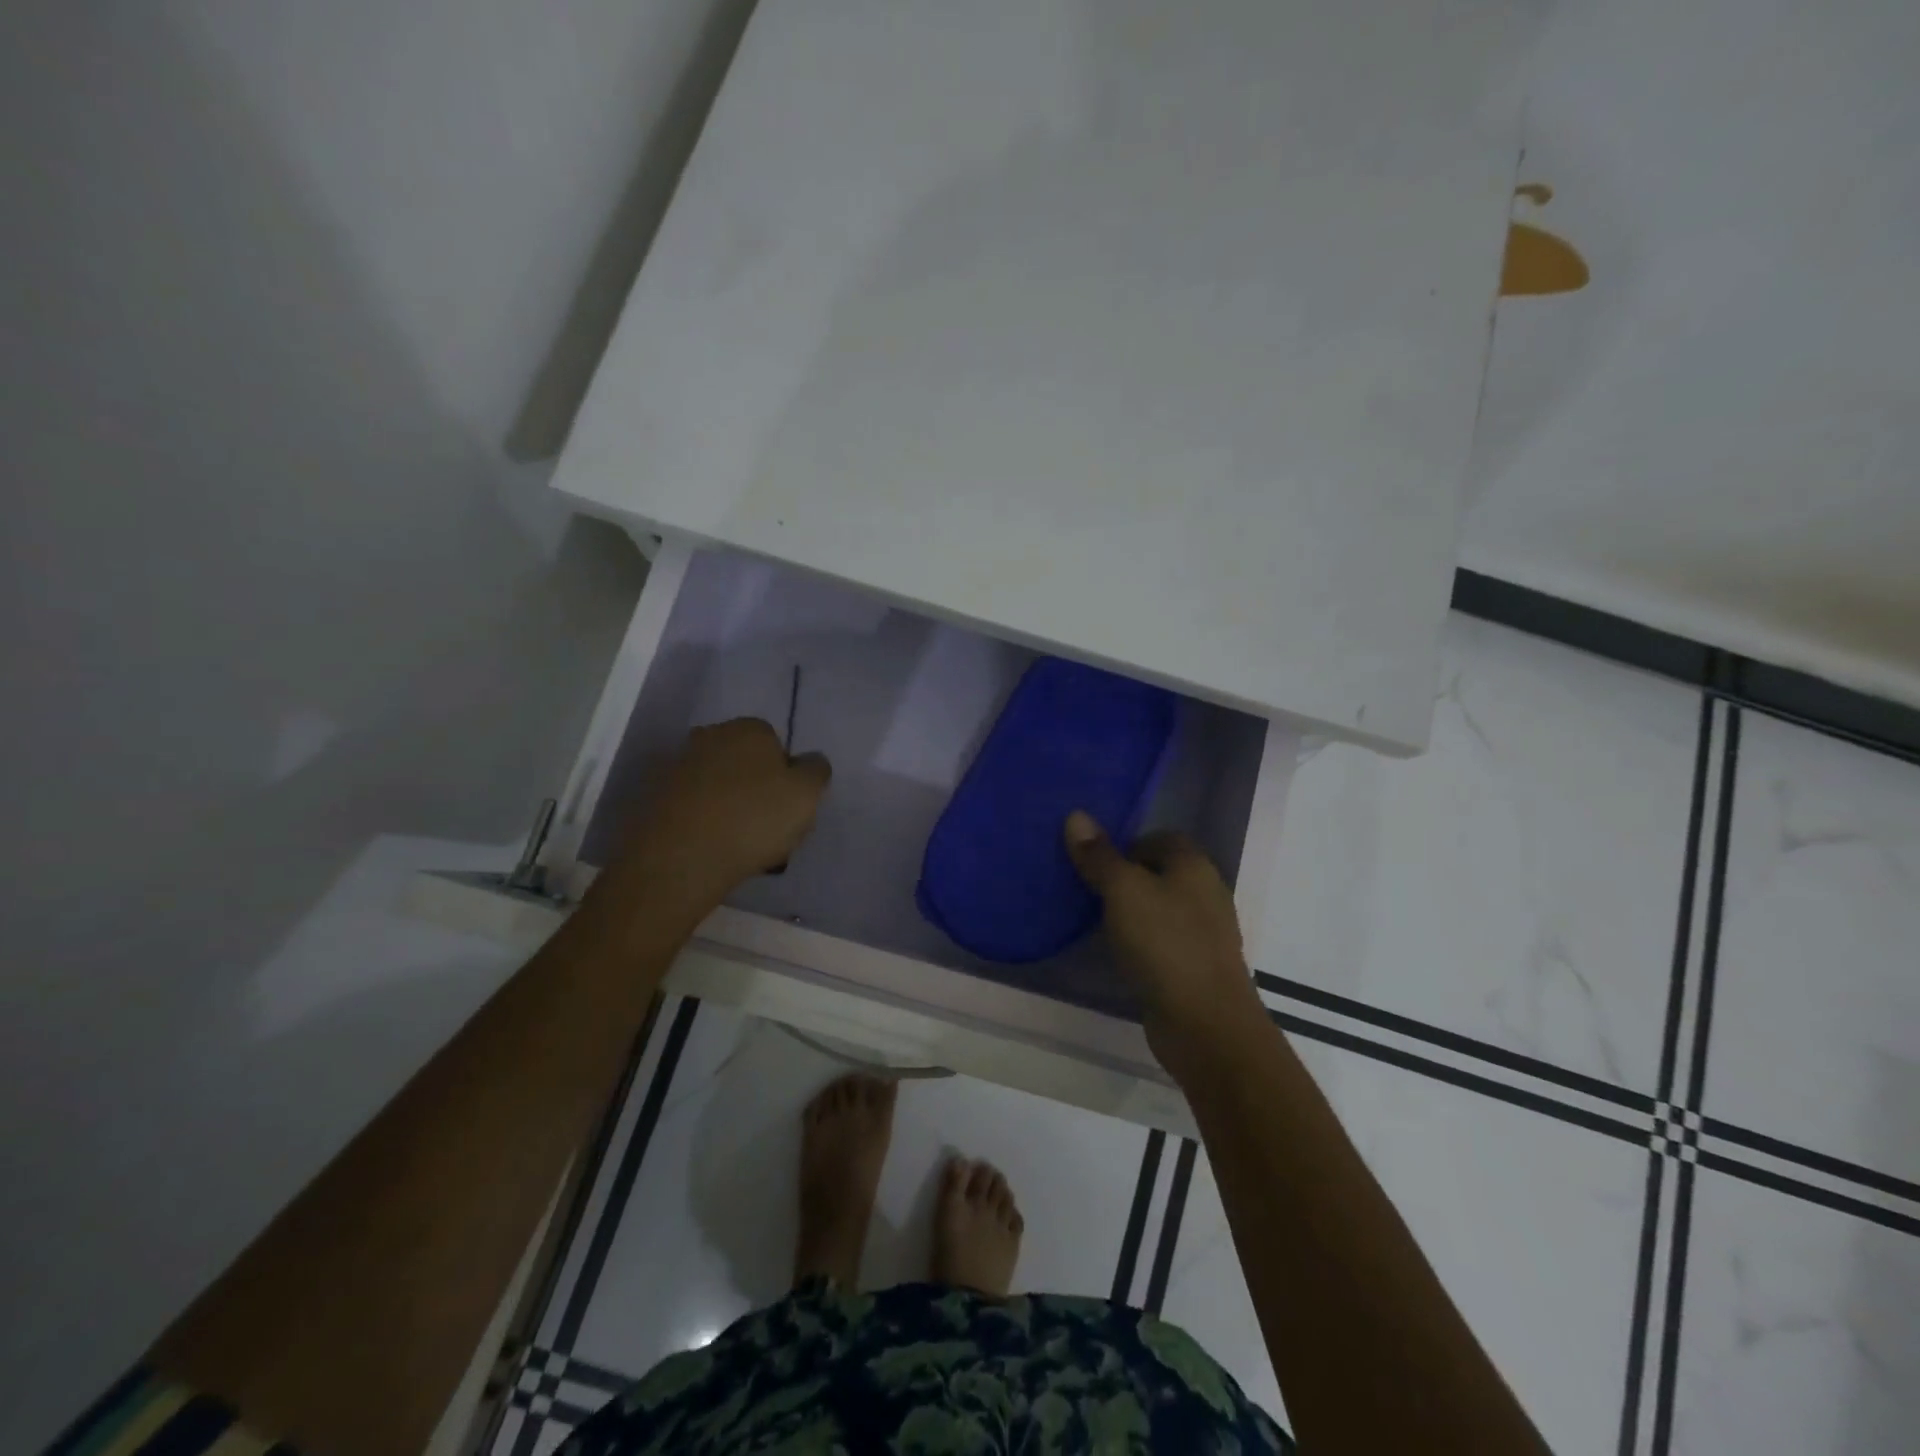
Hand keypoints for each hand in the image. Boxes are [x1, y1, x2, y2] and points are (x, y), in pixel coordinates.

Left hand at [614, 719, 831, 906]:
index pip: (776, 743)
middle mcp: (710, 736)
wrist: (681, 857)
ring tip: (739, 841)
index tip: (787, 805)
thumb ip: (816, 770)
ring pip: (718, 783)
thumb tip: (810, 762)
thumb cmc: (754, 818)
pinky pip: (694, 805)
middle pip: (744, 761)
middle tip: (766, 824)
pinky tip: (713, 845)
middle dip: (755, 785)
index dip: (785, 775)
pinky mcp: (656, 796)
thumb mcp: (807, 794)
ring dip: (729, 803)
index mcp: (749, 728)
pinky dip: (704, 819)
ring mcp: (678, 765)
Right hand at [1063, 810, 1266, 1076]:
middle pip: (1159, 872)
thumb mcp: (1123, 891)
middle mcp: (1205, 892)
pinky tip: (1117, 952)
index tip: (1093, 861)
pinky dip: (1141, 942)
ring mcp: (1204, 932)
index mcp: (1194, 865)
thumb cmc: (1165, 943)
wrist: (1205, 1023)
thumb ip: (1099, 855)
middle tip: (1085, 887)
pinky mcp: (1195, 966)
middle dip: (1124, 877)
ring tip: (1094, 918)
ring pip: (1160, 908)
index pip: (1159, 837)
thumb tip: (1076, 815)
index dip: (1126, 844)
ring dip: (1131, 911)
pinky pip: (1162, 941)